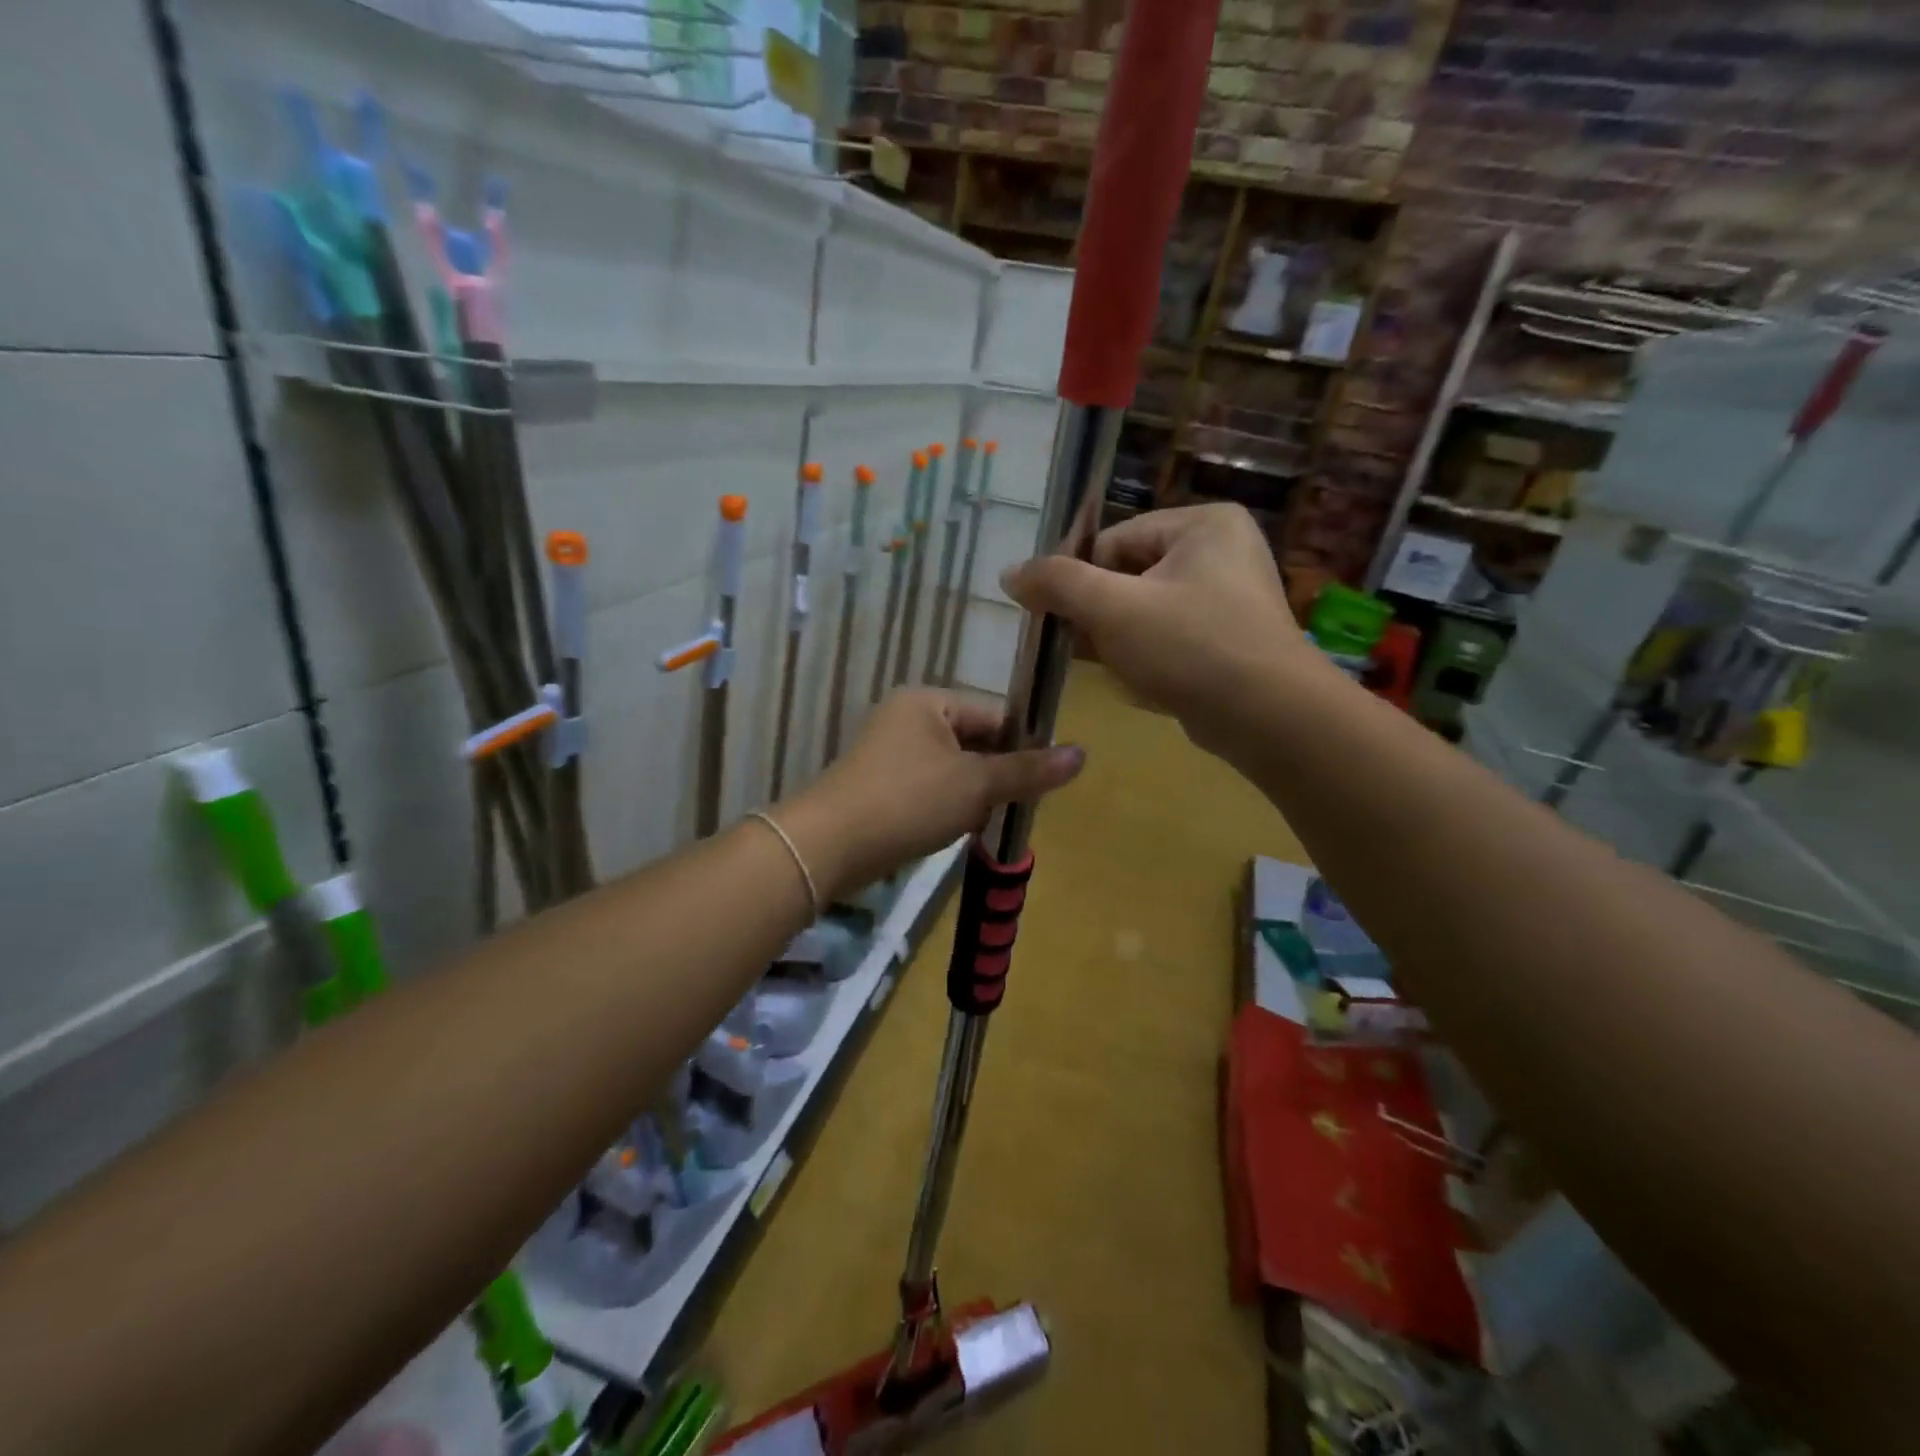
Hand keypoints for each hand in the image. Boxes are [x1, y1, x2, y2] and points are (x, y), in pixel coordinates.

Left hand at [780, 689, 1084, 896]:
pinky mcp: (881, 786)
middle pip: (974, 742)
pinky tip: (954, 831)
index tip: (1042, 780)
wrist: (830, 846)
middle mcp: (907, 718)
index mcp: (928, 702)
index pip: (994, 715)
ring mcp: (890, 753)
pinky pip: (929, 789)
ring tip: (981, 822)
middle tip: (1013, 807)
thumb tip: (1082, 754)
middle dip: (995, 776)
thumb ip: (1028, 770)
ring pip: (954, 770)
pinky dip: (946, 808)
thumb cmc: (909, 801)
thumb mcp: (976, 785)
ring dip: (972, 796)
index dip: (1022, 745)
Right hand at [1001, 504, 1318, 756]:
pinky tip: (1131, 680)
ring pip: (1146, 611)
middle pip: (1128, 575)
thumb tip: (1010, 572)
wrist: (1268, 718)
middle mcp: (1221, 552)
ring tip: (1102, 665)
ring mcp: (1229, 599)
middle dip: (1096, 613)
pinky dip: (1144, 656)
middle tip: (1071, 645)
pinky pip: (1169, 638)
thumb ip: (1057, 583)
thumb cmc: (1189, 646)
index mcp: (1202, 524)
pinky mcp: (1229, 641)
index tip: (1051, 617)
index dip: (1077, 579)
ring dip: (1114, 638)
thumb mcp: (1112, 608)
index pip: (1113, 541)